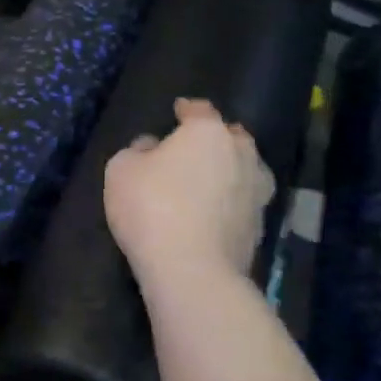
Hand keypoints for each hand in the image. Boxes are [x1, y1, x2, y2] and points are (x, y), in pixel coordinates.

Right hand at [104, 98, 275, 287]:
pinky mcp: (259, 227)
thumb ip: (137, 151)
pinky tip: (215, 212)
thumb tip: (152, 148)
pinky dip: (231, 202)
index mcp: (208, 133)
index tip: (178, 110)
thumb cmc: (152, 207)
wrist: (192, 270)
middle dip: (216, 138)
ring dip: (230, 170)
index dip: (187, 109)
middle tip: (195, 147)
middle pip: (232, 137)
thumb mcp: (121, 170)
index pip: (200, 110)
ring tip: (210, 179)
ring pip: (245, 169)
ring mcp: (256, 192)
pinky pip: (243, 202)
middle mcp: (241, 155)